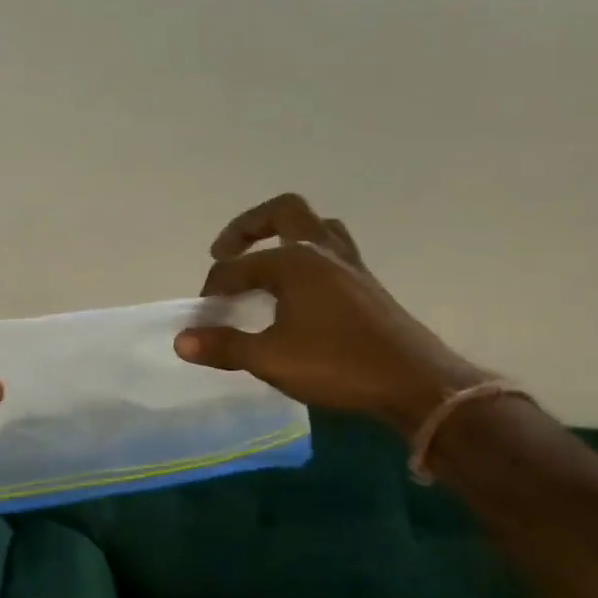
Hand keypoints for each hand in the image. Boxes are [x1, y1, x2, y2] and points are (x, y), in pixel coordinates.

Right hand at [174, 194, 487, 437]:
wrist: (417, 384)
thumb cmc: (337, 365)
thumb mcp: (269, 359)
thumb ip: (223, 346)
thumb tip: (180, 340)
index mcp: (296, 262)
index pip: (238, 267)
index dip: (213, 288)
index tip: (201, 318)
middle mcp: (323, 253)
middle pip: (284, 213)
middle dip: (248, 227)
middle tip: (225, 251)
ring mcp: (351, 267)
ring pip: (316, 228)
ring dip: (285, 236)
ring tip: (265, 261)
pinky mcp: (367, 286)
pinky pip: (332, 252)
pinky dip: (307, 258)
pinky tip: (298, 292)